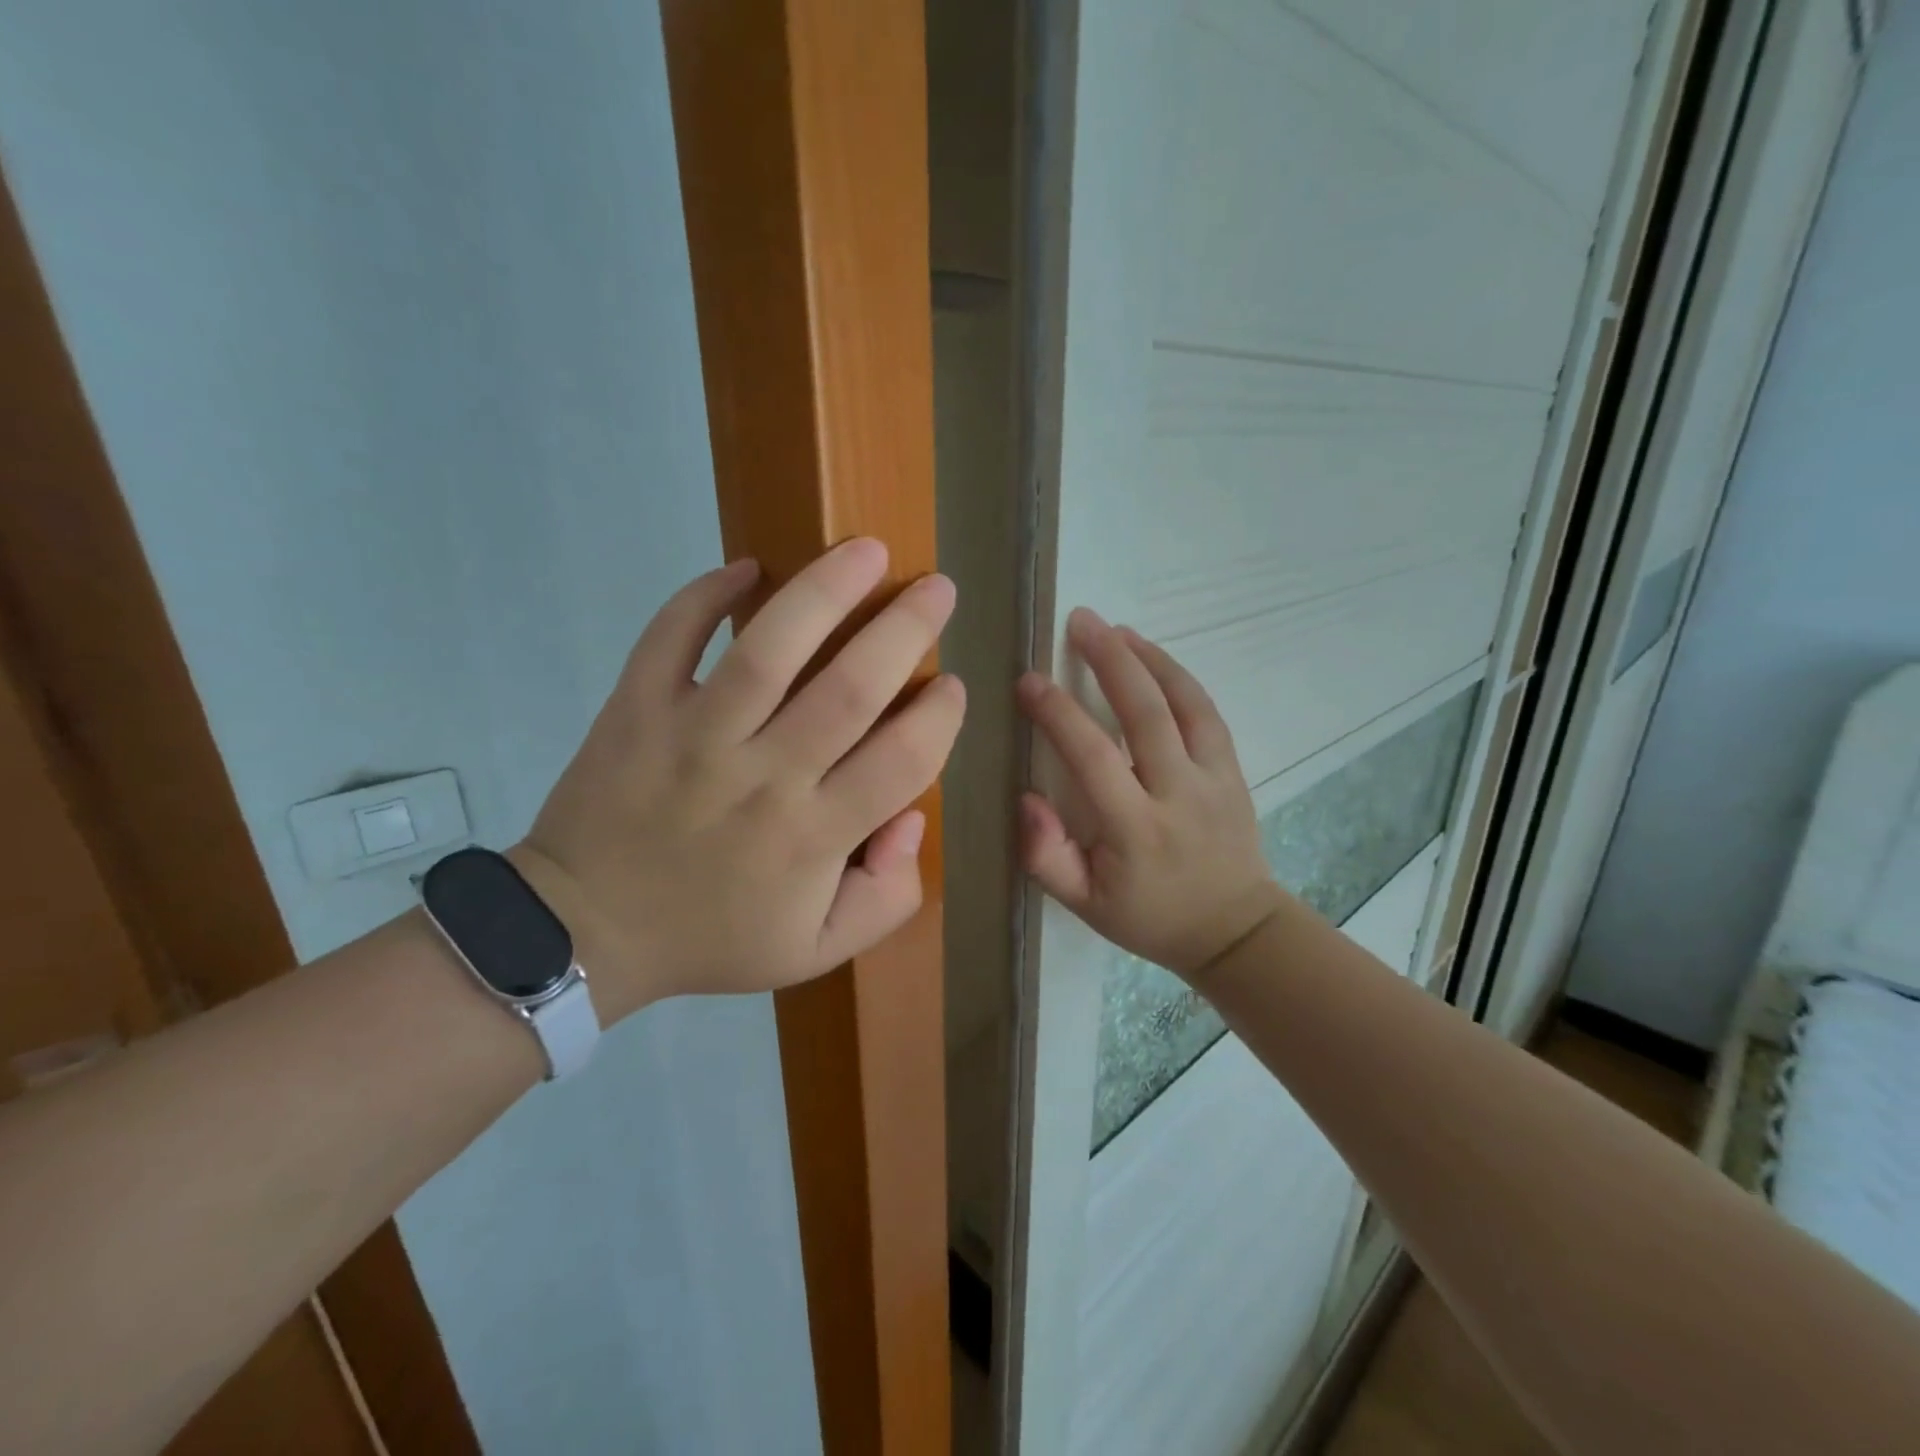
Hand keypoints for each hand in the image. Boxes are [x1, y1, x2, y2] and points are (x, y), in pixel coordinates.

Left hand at [514, 538, 964, 1019]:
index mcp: (813, 837)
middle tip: (937, 589)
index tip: (952, 685)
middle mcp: (763, 777)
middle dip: (906, 629)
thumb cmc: (712, 937)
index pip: (903, 760)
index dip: (940, 716)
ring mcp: (693, 736)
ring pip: (767, 649)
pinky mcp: (636, 709)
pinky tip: (746, 568)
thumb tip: (910, 818)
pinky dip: (704, 595)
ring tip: (865, 550)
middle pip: (850, 689)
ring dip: (824, 590)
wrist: (586, 932)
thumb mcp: (817, 949)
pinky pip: (670, 638)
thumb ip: (886, 896)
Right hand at [1017, 609, 1281, 981]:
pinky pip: (1208, 712)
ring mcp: (1212, 777)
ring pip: (1183, 703)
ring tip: (1114, 629)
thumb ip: (1046, 856)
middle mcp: (1177, 794)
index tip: (1028, 682)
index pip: (1092, 757)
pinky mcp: (1232, 770)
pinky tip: (1154, 657)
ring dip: (1147, 658)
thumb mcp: (1085, 906)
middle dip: (1109, 660)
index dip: (1057, 713)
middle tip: (1079, 621)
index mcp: (1135, 829)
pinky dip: (1180, 678)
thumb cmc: (1150, 917)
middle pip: (1144, 712)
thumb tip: (1026, 798)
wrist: (1235, 929)